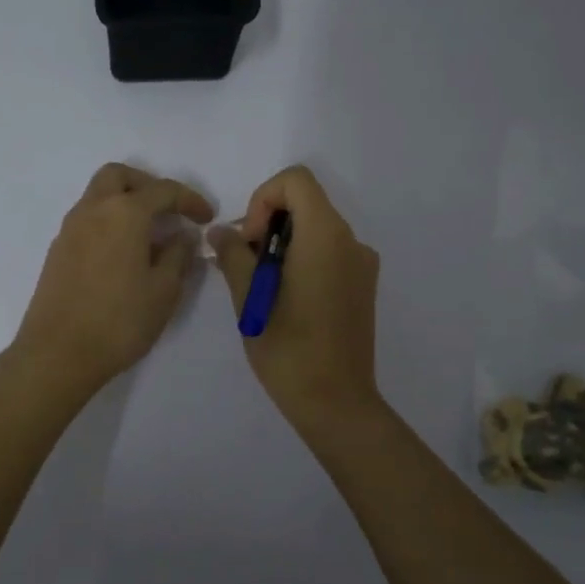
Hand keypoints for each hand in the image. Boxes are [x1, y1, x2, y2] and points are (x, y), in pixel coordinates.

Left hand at [11, 163, 214, 399]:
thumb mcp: (164, 290)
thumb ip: (178, 256)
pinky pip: (87, 220)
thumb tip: (183, 236)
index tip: (206, 218)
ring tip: (148, 236)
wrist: (58, 353)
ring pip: (98, 196)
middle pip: (119, 177)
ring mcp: (70, 229)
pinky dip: (108, 223)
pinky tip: (123, 255)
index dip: (190, 200)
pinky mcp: (57, 251)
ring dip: (125, 204)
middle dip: (147, 185)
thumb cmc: (120, 321)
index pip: (163, 190)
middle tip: (168, 211)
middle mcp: (93, 210)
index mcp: (124, 213)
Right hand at [211, 165, 381, 427]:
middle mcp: (351, 241)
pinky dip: (303, 260)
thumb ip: (233, 254)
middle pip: (307, 203)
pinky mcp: (363, 286)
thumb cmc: (288, 349)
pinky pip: (329, 253)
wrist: (336, 402)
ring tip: (262, 287)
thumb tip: (220, 231)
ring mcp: (362, 264)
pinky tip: (286, 300)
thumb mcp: (249, 298)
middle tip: (247, 265)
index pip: (296, 181)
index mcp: (326, 236)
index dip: (264, 199)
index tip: (251, 240)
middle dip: (269, 223)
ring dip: (284, 244)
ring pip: (316, 229)